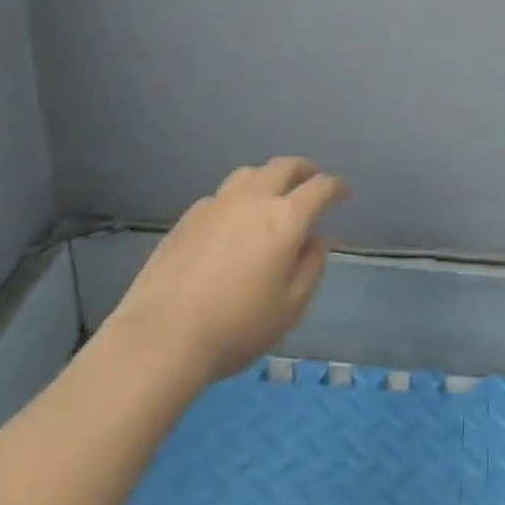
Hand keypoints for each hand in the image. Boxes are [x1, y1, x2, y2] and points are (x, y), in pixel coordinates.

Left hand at [103, 158, 347, 381]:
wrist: (161, 338)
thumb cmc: (237, 327)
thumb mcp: (291, 306)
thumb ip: (311, 266)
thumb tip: (317, 238)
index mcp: (285, 218)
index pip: (320, 187)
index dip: (336, 188)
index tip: (343, 195)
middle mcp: (253, 199)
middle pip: (284, 166)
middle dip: (304, 170)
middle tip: (311, 182)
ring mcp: (216, 205)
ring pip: (249, 174)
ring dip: (267, 178)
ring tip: (270, 196)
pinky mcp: (187, 218)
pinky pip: (220, 196)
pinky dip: (236, 199)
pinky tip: (231, 223)